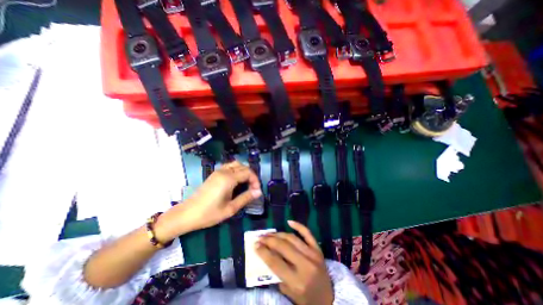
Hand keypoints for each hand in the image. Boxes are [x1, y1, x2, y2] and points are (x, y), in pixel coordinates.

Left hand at [170, 160, 261, 230]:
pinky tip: (236, 180)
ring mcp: (218, 171)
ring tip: (246, 183)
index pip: (248, 173)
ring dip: (244, 171)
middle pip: (243, 167)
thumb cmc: (209, 213)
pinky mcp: (214, 173)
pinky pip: (229, 166)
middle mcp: (224, 171)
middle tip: (253, 188)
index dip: (255, 181)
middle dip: (251, 176)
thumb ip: (246, 198)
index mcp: (228, 179)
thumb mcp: (230, 208)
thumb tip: (259, 192)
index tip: (256, 191)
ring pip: (236, 164)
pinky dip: (236, 170)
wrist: (187, 214)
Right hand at [258, 221, 333, 304]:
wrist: (330, 299)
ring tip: (269, 233)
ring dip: (278, 234)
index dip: (263, 252)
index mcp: (297, 281)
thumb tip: (266, 255)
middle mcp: (305, 265)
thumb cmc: (307, 299)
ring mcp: (313, 254)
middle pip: (283, 247)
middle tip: (260, 237)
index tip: (255, 245)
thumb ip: (277, 275)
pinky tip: (289, 221)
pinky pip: (307, 233)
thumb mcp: (289, 294)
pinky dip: (298, 226)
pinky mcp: (318, 248)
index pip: (275, 262)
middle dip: (269, 240)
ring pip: (292, 238)